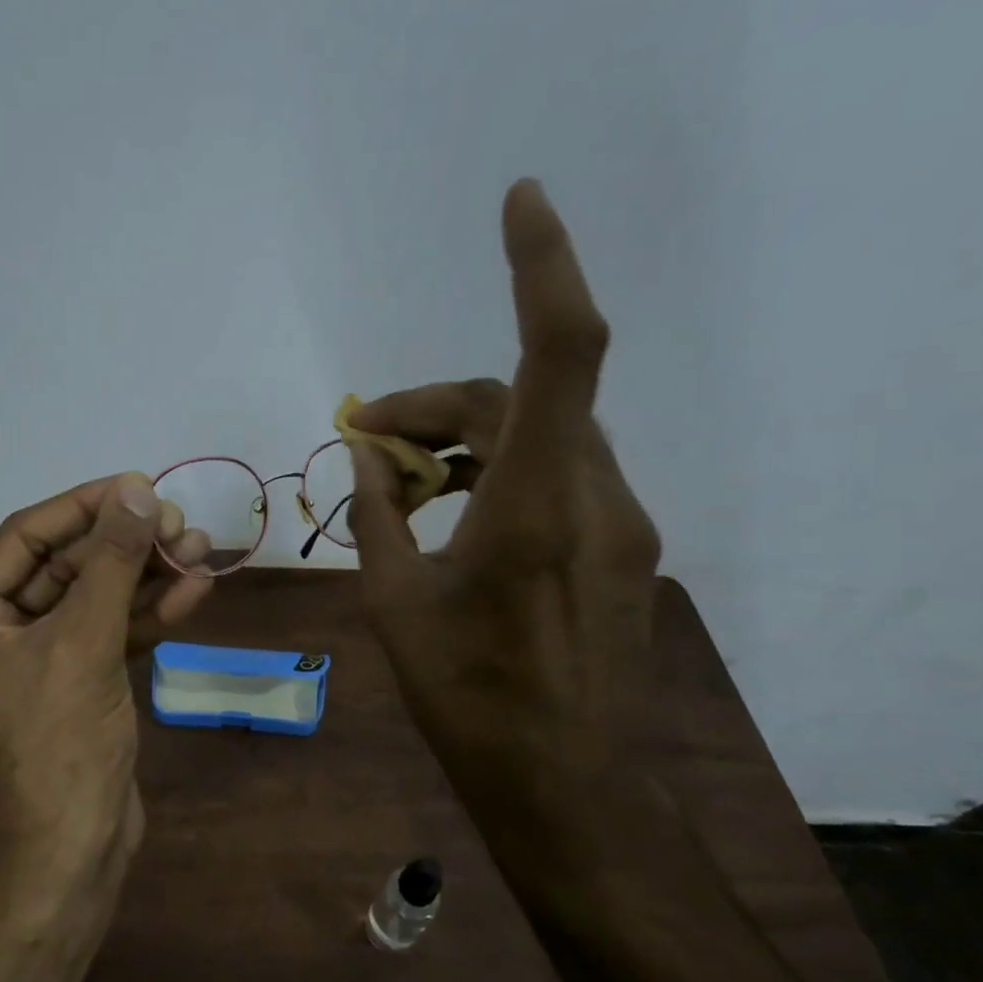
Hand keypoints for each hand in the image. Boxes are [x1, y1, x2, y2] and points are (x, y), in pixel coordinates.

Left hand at [0, 474, 213, 869]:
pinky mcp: (75, 682)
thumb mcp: (83, 642)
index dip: (83, 507)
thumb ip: (111, 562)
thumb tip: (136, 490)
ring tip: (200, 548)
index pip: (24, 538)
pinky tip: (194, 590)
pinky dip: (148, 614)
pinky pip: (109, 633)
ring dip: (146, 575)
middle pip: (64, 566)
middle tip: (179, 522)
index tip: (138, 484)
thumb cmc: (58, 743)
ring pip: (94, 599)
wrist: (74, 849)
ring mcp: (36, 660)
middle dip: (125, 545)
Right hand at [346, 181, 660, 792]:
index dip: (543, 266)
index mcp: (536, 504)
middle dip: (436, 404)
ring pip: (541, 437)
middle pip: (519, 401)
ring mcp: (617, 522)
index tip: (519, 200)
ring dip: (465, 440)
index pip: (558, 353)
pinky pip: (556, 476)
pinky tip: (453, 512)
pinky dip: (498, 472)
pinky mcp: (617, 547)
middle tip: (365, 436)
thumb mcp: (395, 604)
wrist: (563, 781)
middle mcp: (593, 495)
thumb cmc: (468, 699)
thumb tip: (366, 459)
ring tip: (399, 479)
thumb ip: (378, 518)